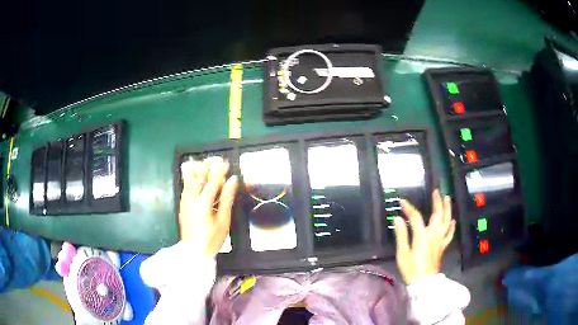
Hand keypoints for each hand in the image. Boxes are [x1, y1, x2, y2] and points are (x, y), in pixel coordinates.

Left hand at [179, 157, 237, 255]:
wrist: (194, 252)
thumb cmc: (212, 238)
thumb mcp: (223, 220)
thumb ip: (227, 198)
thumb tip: (233, 180)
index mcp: (203, 202)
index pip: (213, 181)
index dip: (220, 171)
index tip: (226, 162)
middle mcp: (192, 199)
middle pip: (199, 179)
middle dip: (206, 168)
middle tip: (212, 158)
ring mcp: (185, 202)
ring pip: (189, 182)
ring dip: (194, 171)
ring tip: (196, 160)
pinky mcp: (182, 207)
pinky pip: (184, 189)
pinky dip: (186, 180)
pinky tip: (187, 177)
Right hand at [394, 190, 455, 284]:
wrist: (424, 282)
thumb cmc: (411, 268)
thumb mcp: (402, 253)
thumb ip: (401, 235)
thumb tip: (398, 219)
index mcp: (422, 235)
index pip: (415, 217)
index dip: (409, 208)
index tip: (403, 202)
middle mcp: (433, 234)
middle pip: (438, 214)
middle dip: (437, 202)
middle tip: (436, 192)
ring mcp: (440, 240)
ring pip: (447, 221)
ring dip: (447, 209)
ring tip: (447, 199)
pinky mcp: (443, 246)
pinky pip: (449, 234)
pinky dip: (452, 226)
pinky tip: (453, 220)